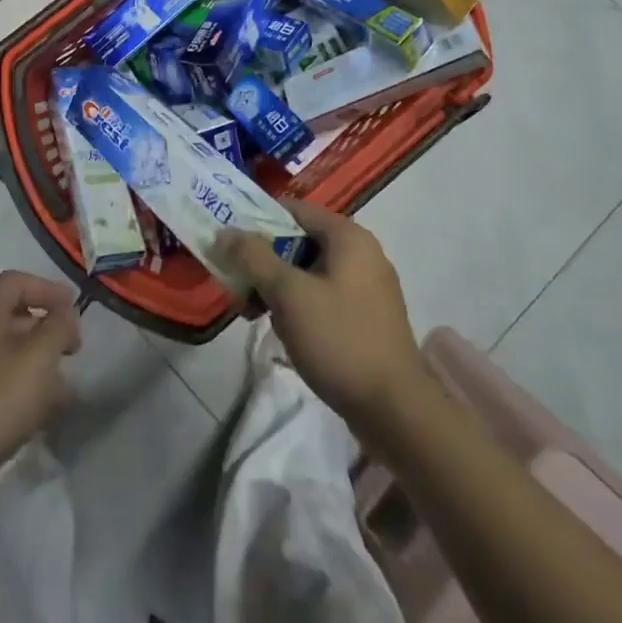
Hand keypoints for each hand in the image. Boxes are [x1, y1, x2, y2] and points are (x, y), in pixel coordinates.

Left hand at [0, 272, 81, 484]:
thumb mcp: (37, 360)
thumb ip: (58, 329)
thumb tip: (66, 314)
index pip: (15, 282)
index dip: (47, 289)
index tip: (72, 308)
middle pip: (10, 316)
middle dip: (46, 330)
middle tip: (72, 351)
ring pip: (4, 351)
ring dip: (35, 362)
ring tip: (62, 389)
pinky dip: (18, 384)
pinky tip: (37, 412)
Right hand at [216, 200, 426, 426]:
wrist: (396, 412)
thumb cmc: (340, 339)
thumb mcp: (289, 294)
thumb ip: (254, 257)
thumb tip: (225, 231)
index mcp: (348, 237)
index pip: (293, 210)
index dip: (257, 220)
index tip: (229, 241)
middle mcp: (362, 254)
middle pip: (299, 242)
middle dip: (264, 261)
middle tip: (237, 284)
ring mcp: (367, 288)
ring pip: (309, 273)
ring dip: (277, 287)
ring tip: (253, 313)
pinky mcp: (367, 319)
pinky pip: (323, 297)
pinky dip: (299, 306)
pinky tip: (284, 331)